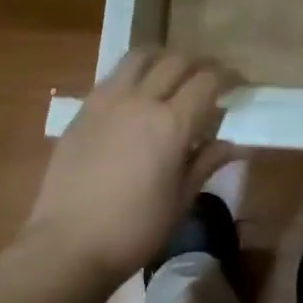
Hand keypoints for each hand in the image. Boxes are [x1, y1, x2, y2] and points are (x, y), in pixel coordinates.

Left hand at [21, 48, 240, 290]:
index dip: (228, 77)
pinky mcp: (84, 108)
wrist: (66, 246)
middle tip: (208, 82)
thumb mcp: (180, 200)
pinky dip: (135, 74)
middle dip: (199, 65)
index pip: (208, 80)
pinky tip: (137, 96)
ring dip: (164, 59)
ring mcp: (108, 100)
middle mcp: (141, 100)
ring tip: (171, 76)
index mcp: (172, 124)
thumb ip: (207, 162)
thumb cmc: (133, 231)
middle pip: (178, 60)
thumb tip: (236, 144)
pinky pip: (115, 75)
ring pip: (142, 56)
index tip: (237, 86)